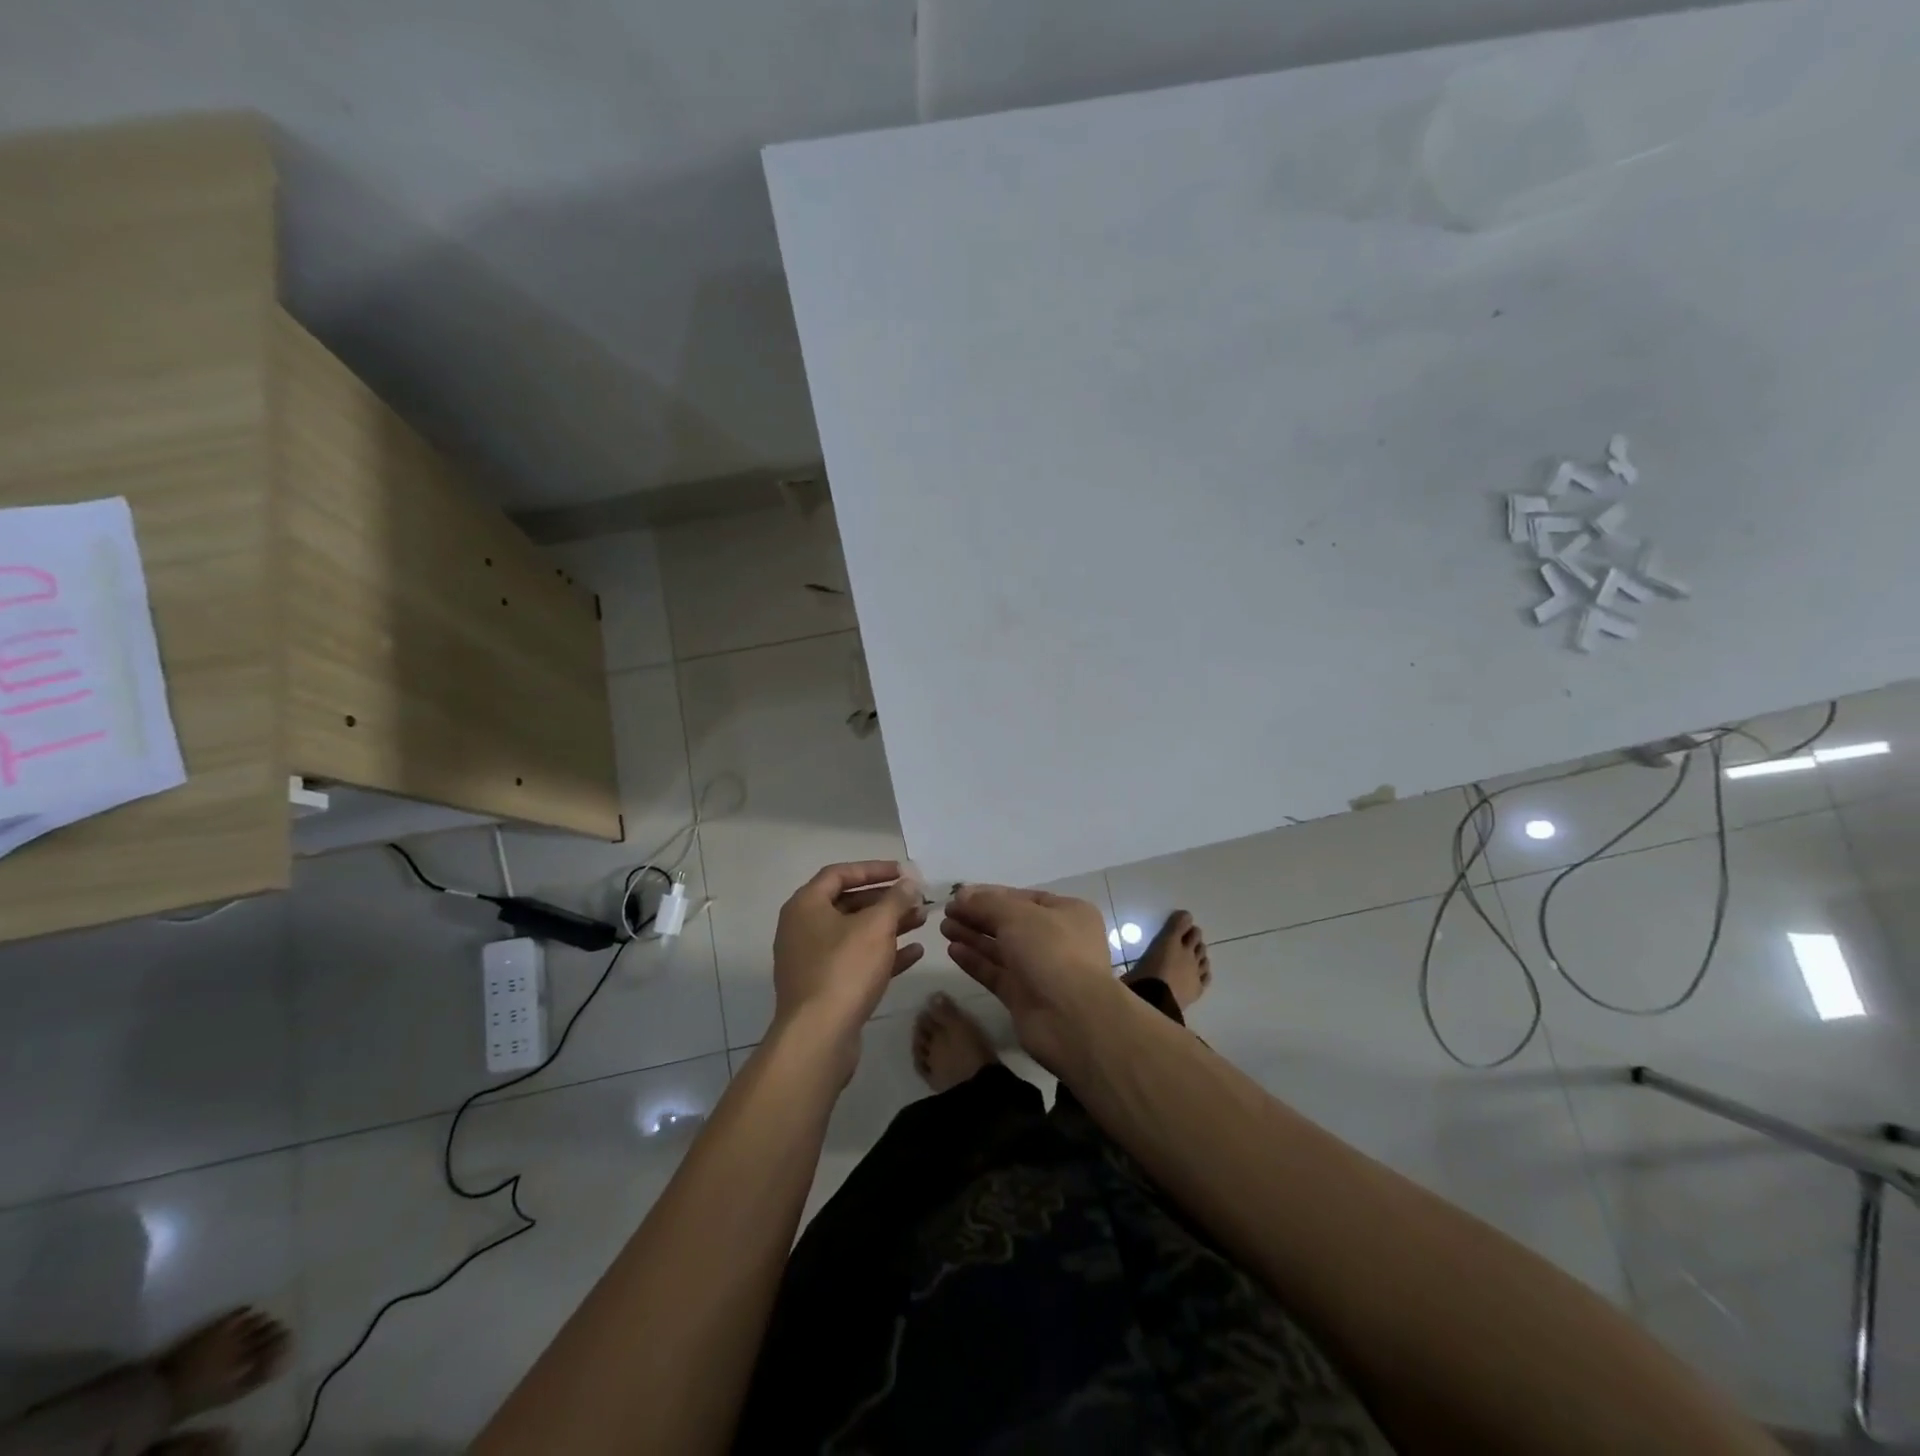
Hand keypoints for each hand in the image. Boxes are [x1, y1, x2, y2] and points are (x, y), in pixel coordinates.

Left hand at [772, 861, 927, 1076]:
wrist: (819, 1037)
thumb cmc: (845, 969)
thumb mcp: (876, 926)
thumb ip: (896, 899)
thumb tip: (909, 881)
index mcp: (806, 906)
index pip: (839, 873)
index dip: (873, 869)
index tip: (903, 872)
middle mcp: (803, 929)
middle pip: (849, 903)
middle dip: (886, 900)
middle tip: (916, 898)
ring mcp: (813, 960)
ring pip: (856, 933)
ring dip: (889, 925)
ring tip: (922, 920)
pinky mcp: (825, 988)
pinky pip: (857, 961)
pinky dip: (884, 954)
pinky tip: (915, 952)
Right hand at [941, 885, 1120, 1071]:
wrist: (1070, 1018)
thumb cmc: (1051, 952)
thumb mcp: (1018, 916)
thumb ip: (986, 904)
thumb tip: (960, 896)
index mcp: (1067, 913)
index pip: (1023, 897)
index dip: (990, 895)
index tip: (960, 895)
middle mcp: (1056, 939)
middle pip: (1010, 923)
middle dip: (978, 916)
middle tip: (946, 912)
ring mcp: (1039, 969)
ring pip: (1001, 948)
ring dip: (973, 936)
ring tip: (944, 928)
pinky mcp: (1024, 996)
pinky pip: (996, 973)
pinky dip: (976, 961)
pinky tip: (952, 950)